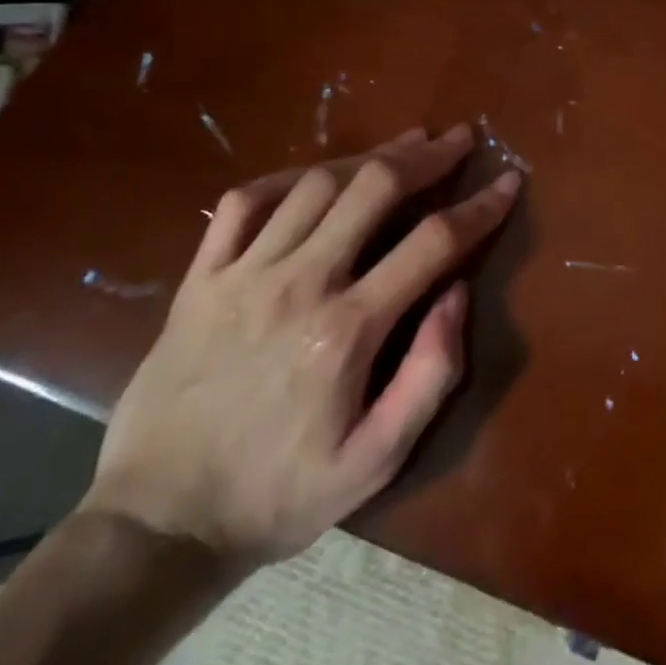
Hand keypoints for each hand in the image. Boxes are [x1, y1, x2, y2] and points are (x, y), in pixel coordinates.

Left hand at [81, 124, 521, 569]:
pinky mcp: (200, 279)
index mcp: (348, 329)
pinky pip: (244, 202)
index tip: (509, 181)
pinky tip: (314, 176)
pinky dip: (285, 178)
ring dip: (369, 158)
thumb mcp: (376, 461)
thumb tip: (458, 293)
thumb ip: (430, 374)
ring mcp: (243, 275)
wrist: (157, 525)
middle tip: (458, 138)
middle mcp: (300, 283)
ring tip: (404, 146)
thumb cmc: (278, 495)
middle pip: (375, 188)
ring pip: (316, 183)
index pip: (434, 242)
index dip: (480, 206)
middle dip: (427, 156)